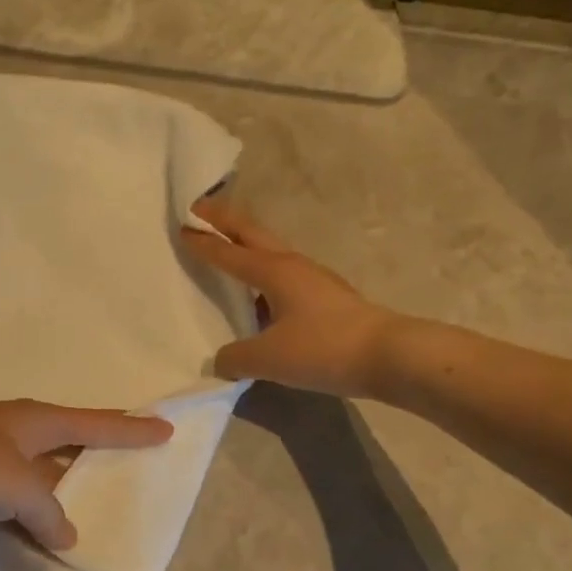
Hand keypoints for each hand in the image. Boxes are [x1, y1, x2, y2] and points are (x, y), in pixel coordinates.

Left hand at [0, 400, 172, 549]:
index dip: (131, 429)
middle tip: (130, 461)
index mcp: (36, 419)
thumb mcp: (18, 488)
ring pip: (41, 468)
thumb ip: (50, 512)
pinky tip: (39, 527)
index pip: (96, 423)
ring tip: (91, 503)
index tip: (165, 429)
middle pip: (70, 438)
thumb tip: (65, 534)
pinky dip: (32, 507)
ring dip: (63, 485)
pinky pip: (15, 491)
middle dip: (98, 450)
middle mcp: (16, 428)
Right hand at [182, 198, 393, 396]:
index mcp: (273, 271)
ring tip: (228, 245)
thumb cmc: (323, 348)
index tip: (182, 225)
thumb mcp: (269, 358)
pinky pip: (284, 274)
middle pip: (252, 233)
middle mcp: (293, 266)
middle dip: (225, 220)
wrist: (389, 355)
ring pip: (271, 251)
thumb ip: (236, 358)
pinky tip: (261, 294)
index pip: (229, 252)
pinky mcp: (328, 297)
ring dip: (247, 243)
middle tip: (199, 209)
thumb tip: (219, 361)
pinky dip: (263, 271)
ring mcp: (314, 279)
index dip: (203, 241)